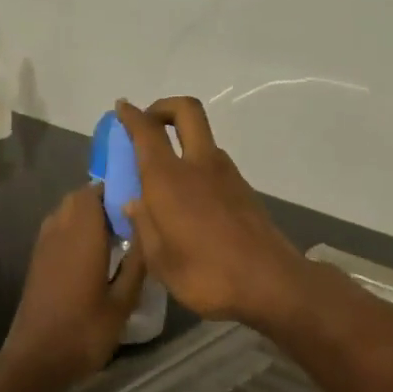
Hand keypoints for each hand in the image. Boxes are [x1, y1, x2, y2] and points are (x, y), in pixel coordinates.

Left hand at [0, 185, 147, 389]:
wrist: (36, 361)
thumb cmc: (84, 332)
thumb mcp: (122, 302)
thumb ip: (136, 264)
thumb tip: (147, 231)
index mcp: (81, 236)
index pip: (94, 192)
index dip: (115, 189)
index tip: (139, 199)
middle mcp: (59, 233)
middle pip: (77, 199)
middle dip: (102, 201)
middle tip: (130, 220)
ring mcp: (43, 247)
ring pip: (64, 213)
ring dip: (87, 216)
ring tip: (114, 236)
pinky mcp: (37, 263)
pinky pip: (57, 231)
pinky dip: (74, 231)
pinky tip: (93, 255)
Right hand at [114, 97, 307, 329]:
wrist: (271, 283)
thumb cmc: (207, 274)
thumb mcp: (160, 261)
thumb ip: (144, 226)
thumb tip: (134, 202)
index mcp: (170, 179)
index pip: (147, 131)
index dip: (131, 115)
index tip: (121, 109)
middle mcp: (199, 165)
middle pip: (186, 111)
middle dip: (164, 108)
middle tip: (148, 125)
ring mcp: (227, 175)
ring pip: (203, 139)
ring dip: (182, 141)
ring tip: (163, 174)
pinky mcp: (244, 190)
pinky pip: (214, 164)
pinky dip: (196, 166)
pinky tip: (188, 200)